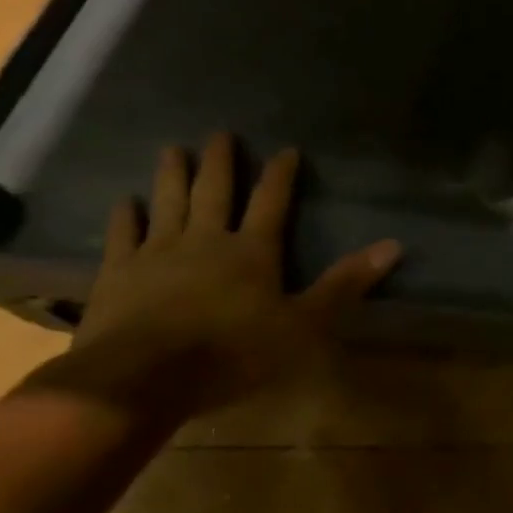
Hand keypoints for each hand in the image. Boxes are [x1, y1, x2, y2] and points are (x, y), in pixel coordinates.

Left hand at [58, 133, 400, 418]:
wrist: (140, 379)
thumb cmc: (232, 353)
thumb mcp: (304, 324)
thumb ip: (345, 283)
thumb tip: (394, 245)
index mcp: (253, 251)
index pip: (272, 202)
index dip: (281, 175)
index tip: (286, 150)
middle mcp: (206, 241)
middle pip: (215, 192)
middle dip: (222, 162)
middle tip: (221, 133)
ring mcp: (157, 254)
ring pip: (168, 204)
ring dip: (173, 175)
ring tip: (173, 149)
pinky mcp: (118, 275)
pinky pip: (123, 237)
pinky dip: (125, 217)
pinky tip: (124, 201)